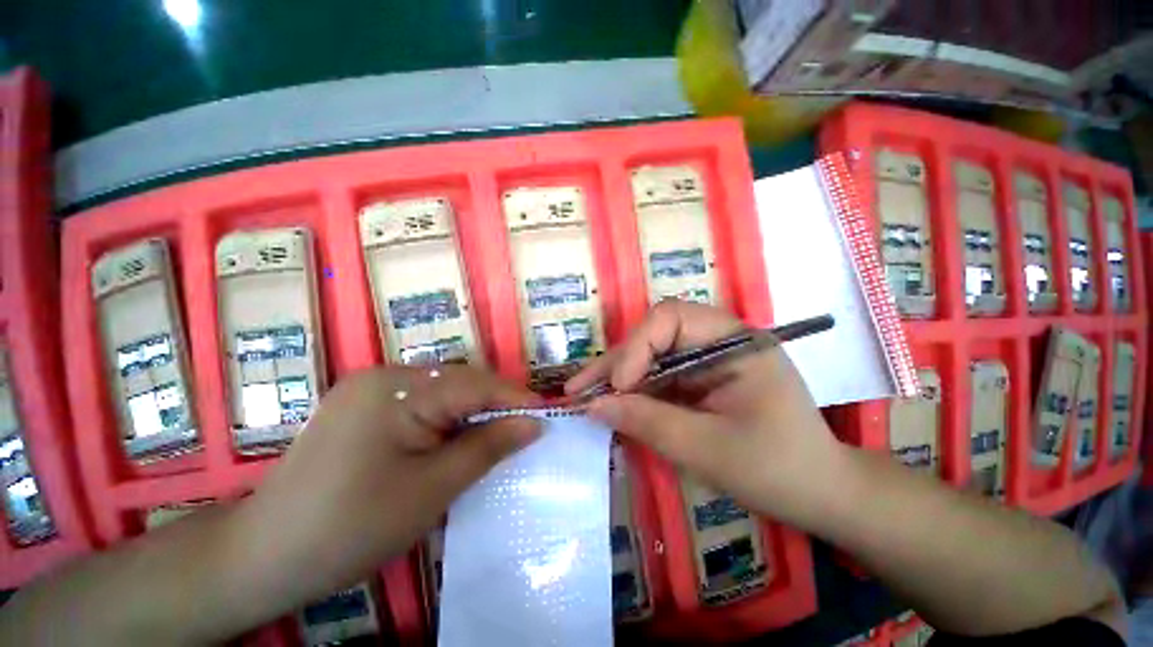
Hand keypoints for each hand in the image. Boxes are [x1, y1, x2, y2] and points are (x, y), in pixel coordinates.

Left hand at [233, 365, 540, 600]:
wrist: (263, 557)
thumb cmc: (350, 527)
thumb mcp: (432, 489)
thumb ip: (488, 447)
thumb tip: (534, 424)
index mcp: (398, 388)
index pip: (475, 384)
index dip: (515, 398)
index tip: (547, 415)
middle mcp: (384, 376)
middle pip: (460, 383)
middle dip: (495, 406)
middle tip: (525, 430)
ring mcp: (370, 389)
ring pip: (443, 392)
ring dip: (473, 413)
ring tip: (498, 436)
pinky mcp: (364, 406)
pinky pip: (422, 403)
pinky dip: (448, 419)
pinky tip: (457, 440)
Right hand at [566, 300, 842, 524]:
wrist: (820, 494)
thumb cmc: (777, 469)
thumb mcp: (708, 449)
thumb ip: (648, 422)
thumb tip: (593, 406)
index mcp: (733, 340)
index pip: (670, 318)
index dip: (637, 346)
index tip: (620, 387)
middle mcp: (717, 340)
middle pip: (653, 336)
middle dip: (617, 363)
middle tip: (581, 390)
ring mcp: (706, 359)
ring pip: (650, 356)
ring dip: (618, 378)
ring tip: (584, 395)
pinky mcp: (698, 380)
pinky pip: (658, 376)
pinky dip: (633, 392)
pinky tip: (612, 405)